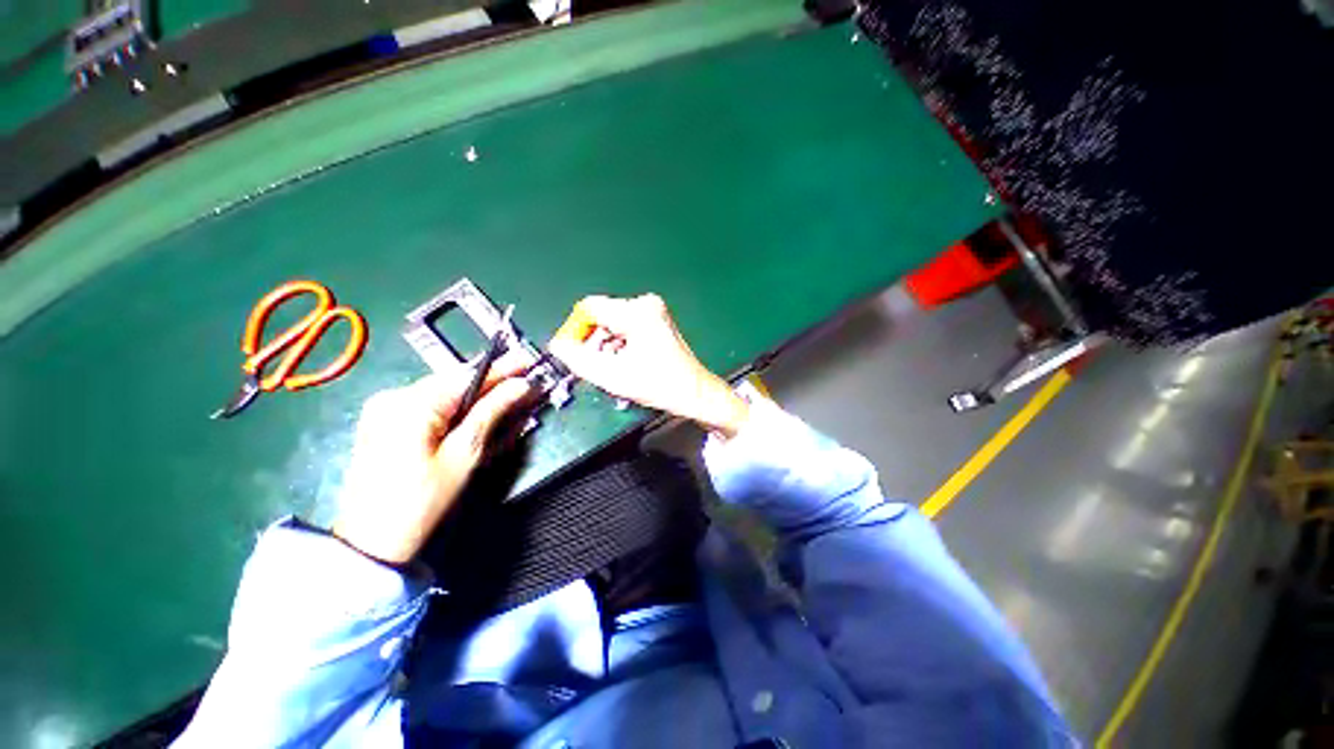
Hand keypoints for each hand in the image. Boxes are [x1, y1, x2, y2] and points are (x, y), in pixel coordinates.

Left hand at [332, 353, 533, 563]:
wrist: (372, 543)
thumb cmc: (421, 501)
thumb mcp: (464, 455)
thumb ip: (491, 412)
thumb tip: (520, 386)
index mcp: (409, 404)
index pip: (467, 376)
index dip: (502, 369)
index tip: (528, 360)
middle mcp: (393, 397)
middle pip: (454, 382)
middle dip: (491, 385)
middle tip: (523, 385)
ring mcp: (384, 409)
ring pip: (444, 393)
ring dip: (477, 398)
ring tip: (507, 400)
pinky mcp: (384, 422)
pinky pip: (430, 406)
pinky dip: (456, 409)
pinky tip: (477, 415)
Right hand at [548, 294, 749, 437]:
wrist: (694, 393)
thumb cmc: (657, 384)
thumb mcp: (612, 376)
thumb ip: (578, 360)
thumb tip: (558, 345)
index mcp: (636, 312)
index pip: (590, 308)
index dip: (575, 330)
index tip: (574, 355)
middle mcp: (645, 304)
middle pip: (602, 316)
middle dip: (593, 342)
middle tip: (595, 367)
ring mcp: (654, 311)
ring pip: (613, 324)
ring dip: (606, 345)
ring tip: (613, 369)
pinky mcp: (658, 321)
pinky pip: (627, 328)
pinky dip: (619, 344)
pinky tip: (625, 363)